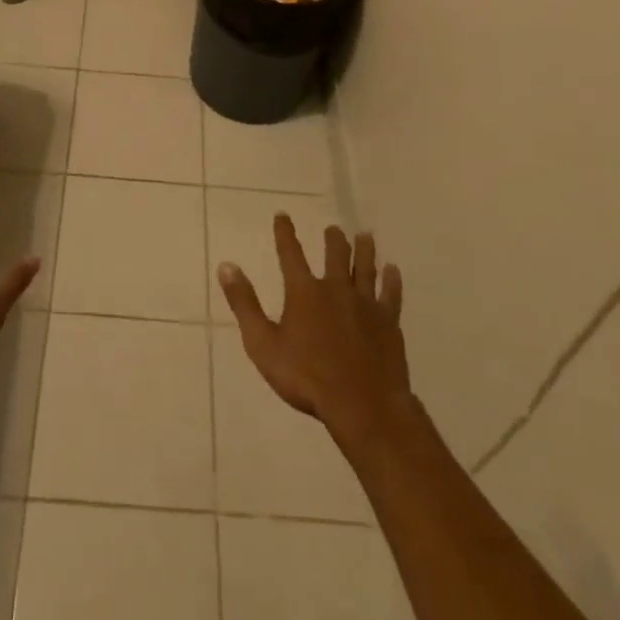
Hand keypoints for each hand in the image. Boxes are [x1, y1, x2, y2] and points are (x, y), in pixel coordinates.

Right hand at [218, 217, 410, 443]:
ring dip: (364, 250)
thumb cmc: (306, 377)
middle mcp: (335, 289)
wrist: (362, 404)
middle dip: (333, 240)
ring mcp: (365, 304)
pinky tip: (393, 271)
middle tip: (333, 229)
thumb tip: (226, 266)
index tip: (282, 215)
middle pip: (335, 255)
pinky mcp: (388, 322)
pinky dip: (391, 280)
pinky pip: (391, 294)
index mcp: (304, 292)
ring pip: (365, 268)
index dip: (285, 233)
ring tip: (365, 235)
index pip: (290, 253)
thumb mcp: (263, 344)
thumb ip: (244, 304)